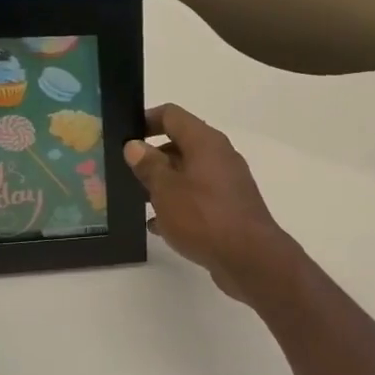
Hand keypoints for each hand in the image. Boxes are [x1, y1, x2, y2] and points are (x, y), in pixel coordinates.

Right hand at [124, 105, 296, 304]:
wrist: (249, 258)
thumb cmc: (204, 217)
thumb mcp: (166, 190)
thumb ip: (149, 166)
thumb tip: (135, 146)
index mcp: (205, 142)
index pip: (172, 115)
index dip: (146, 120)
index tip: (125, 136)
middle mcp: (220, 157)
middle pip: (181, 145)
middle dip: (153, 157)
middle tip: (125, 172)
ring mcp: (227, 184)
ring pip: (189, 174)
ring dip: (165, 184)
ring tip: (137, 199)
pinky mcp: (230, 209)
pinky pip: (198, 199)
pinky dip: (179, 206)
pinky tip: (158, 226)